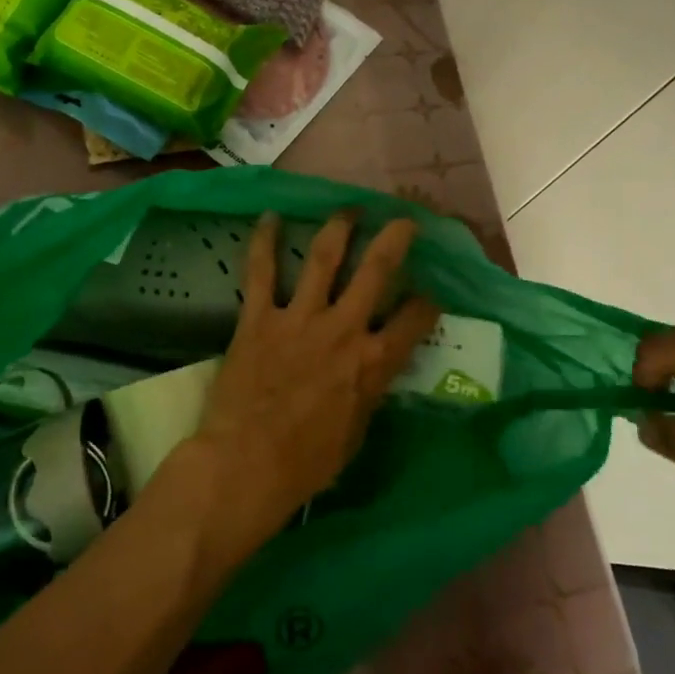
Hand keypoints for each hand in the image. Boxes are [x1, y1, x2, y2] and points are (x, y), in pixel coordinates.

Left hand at [184, 212, 439, 548]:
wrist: (246, 464)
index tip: (428, 296)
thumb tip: (373, 372)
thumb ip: (368, 392)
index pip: (414, 321)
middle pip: (376, 271)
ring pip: (324, 258)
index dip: (426, 305)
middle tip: (403, 220)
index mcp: (372, 362)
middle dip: (394, 240)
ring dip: (339, 228)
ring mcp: (299, 318)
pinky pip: (262, 271)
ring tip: (349, 209)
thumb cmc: (306, 463)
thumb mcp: (356, 433)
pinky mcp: (259, 317)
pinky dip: (264, 242)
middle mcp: (342, 329)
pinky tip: (270, 217)